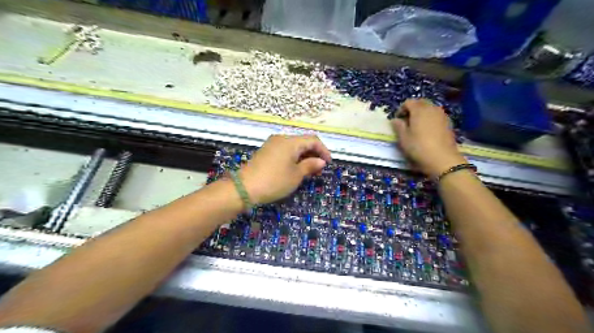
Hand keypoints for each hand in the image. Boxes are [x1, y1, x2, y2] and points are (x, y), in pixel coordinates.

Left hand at [238, 135, 331, 204]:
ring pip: (294, 147)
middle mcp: (281, 139)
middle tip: (319, 169)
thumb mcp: (296, 175)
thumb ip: (310, 165)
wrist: (245, 188)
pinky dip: (294, 158)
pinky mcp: (266, 152)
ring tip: (309, 171)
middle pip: (303, 142)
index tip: (328, 164)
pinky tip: (295, 169)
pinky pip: (285, 151)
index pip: (313, 140)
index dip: (323, 150)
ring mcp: (272, 144)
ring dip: (304, 156)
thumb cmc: (274, 181)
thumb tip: (321, 161)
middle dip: (314, 154)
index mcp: (291, 142)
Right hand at [393, 97, 465, 178]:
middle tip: (406, 122)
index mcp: (419, 110)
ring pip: (429, 109)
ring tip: (416, 127)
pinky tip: (427, 131)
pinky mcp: (448, 123)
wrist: (442, 158)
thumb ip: (398, 126)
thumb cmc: (419, 147)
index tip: (397, 120)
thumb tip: (395, 120)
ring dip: (422, 114)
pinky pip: (436, 116)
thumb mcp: (403, 138)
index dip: (401, 109)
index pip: (408, 102)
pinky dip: (430, 119)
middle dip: (412, 110)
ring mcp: (442, 115)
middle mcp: (432, 108)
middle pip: (420, 103)